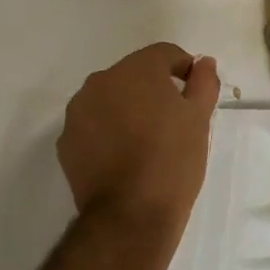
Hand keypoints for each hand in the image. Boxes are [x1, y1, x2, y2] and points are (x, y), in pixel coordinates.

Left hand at [59, 44, 220, 235]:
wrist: (130, 215)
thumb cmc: (172, 160)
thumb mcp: (199, 119)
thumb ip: (203, 83)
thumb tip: (203, 63)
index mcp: (137, 70)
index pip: (164, 54)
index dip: (184, 69)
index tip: (195, 93)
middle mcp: (102, 81)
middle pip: (134, 74)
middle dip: (153, 88)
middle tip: (173, 119)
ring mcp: (79, 111)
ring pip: (110, 98)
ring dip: (128, 108)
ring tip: (146, 139)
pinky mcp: (66, 141)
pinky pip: (93, 124)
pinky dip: (108, 131)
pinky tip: (123, 156)